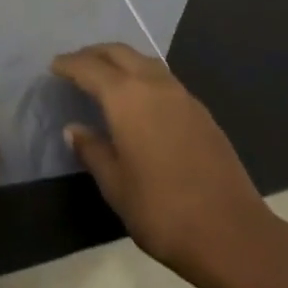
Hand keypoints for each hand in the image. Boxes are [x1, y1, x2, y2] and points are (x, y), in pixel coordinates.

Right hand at [52, 44, 287, 287]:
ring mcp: (182, 95)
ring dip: (121, 61)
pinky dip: (143, 77)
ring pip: (144, 61)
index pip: (90, 68)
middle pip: (118, 53)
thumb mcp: (116, 187)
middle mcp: (154, 85)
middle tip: (76, 65)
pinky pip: (163, 78)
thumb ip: (93, 151)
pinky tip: (140, 100)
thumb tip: (75, 129)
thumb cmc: (163, 211)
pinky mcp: (201, 111)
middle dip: (94, 54)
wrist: (233, 234)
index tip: (54, 66)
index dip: (69, 64)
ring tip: (105, 77)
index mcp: (126, 97)